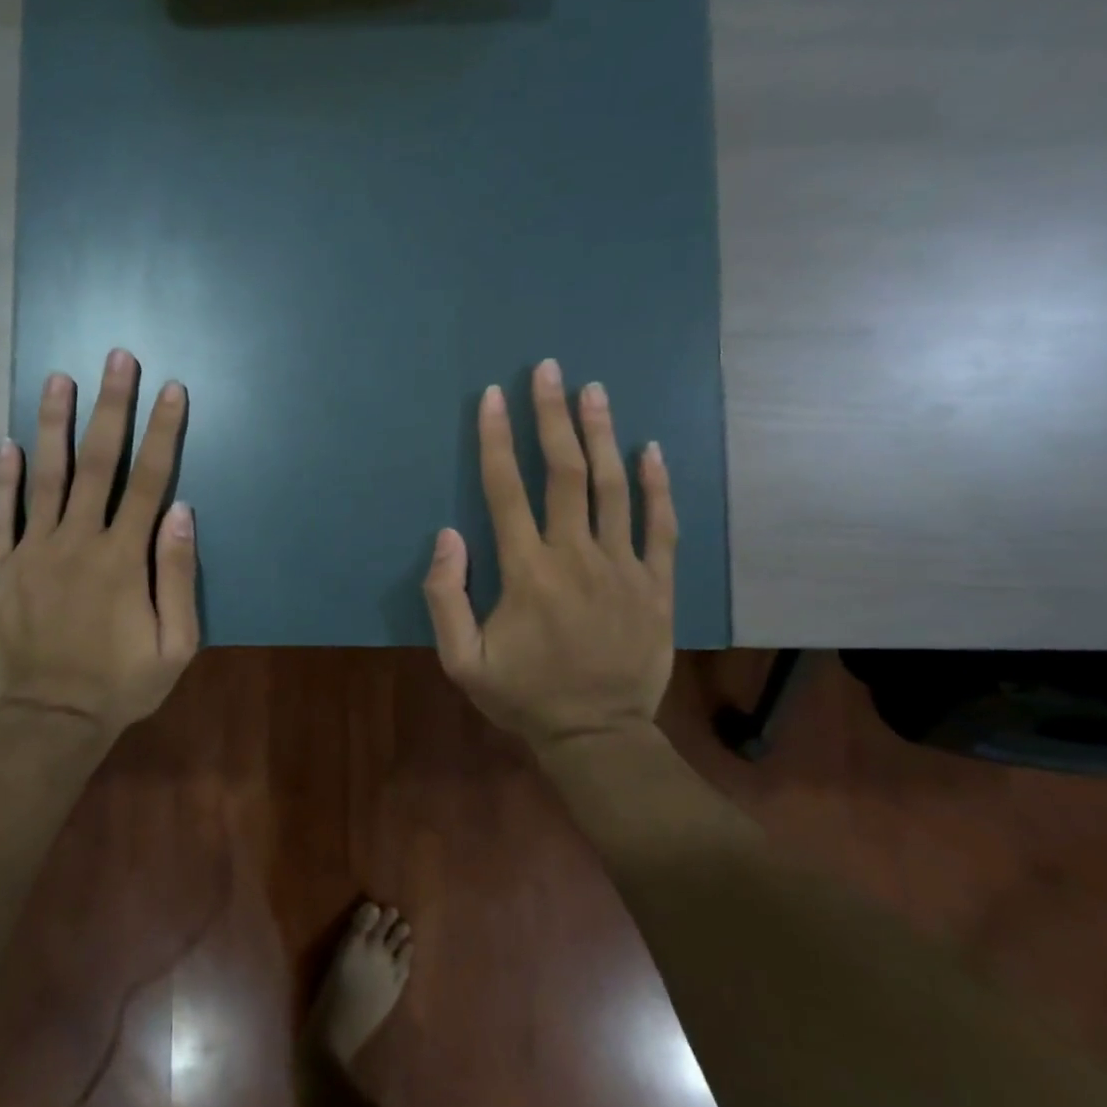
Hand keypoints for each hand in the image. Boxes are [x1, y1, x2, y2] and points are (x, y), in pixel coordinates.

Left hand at [0, 348, 199, 740]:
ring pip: (45, 477)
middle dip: (111, 407)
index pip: (149, 481)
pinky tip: (3, 443)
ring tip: (57, 378)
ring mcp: (33, 553)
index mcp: (123, 558)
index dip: (163, 432)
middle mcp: (77, 542)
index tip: (171, 390)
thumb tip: (182, 511)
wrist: (52, 721)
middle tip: (116, 358)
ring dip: (54, 424)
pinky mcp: (1, 571)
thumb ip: (178, 575)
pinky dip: (0, 478)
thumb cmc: (122, 684)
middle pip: (98, 463)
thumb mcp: (176, 644)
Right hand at [425, 359, 677, 742]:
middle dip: (553, 417)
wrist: (598, 736)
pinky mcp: (657, 584)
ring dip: (601, 434)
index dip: (497, 439)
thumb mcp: (461, 661)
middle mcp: (576, 556)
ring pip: (612, 488)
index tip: (494, 397)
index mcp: (527, 572)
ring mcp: (624, 567)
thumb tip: (446, 536)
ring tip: (594, 390)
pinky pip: (661, 525)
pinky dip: (657, 485)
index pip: (506, 490)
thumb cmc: (523, 697)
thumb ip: (445, 598)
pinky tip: (650, 449)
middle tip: (549, 370)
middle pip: (564, 473)